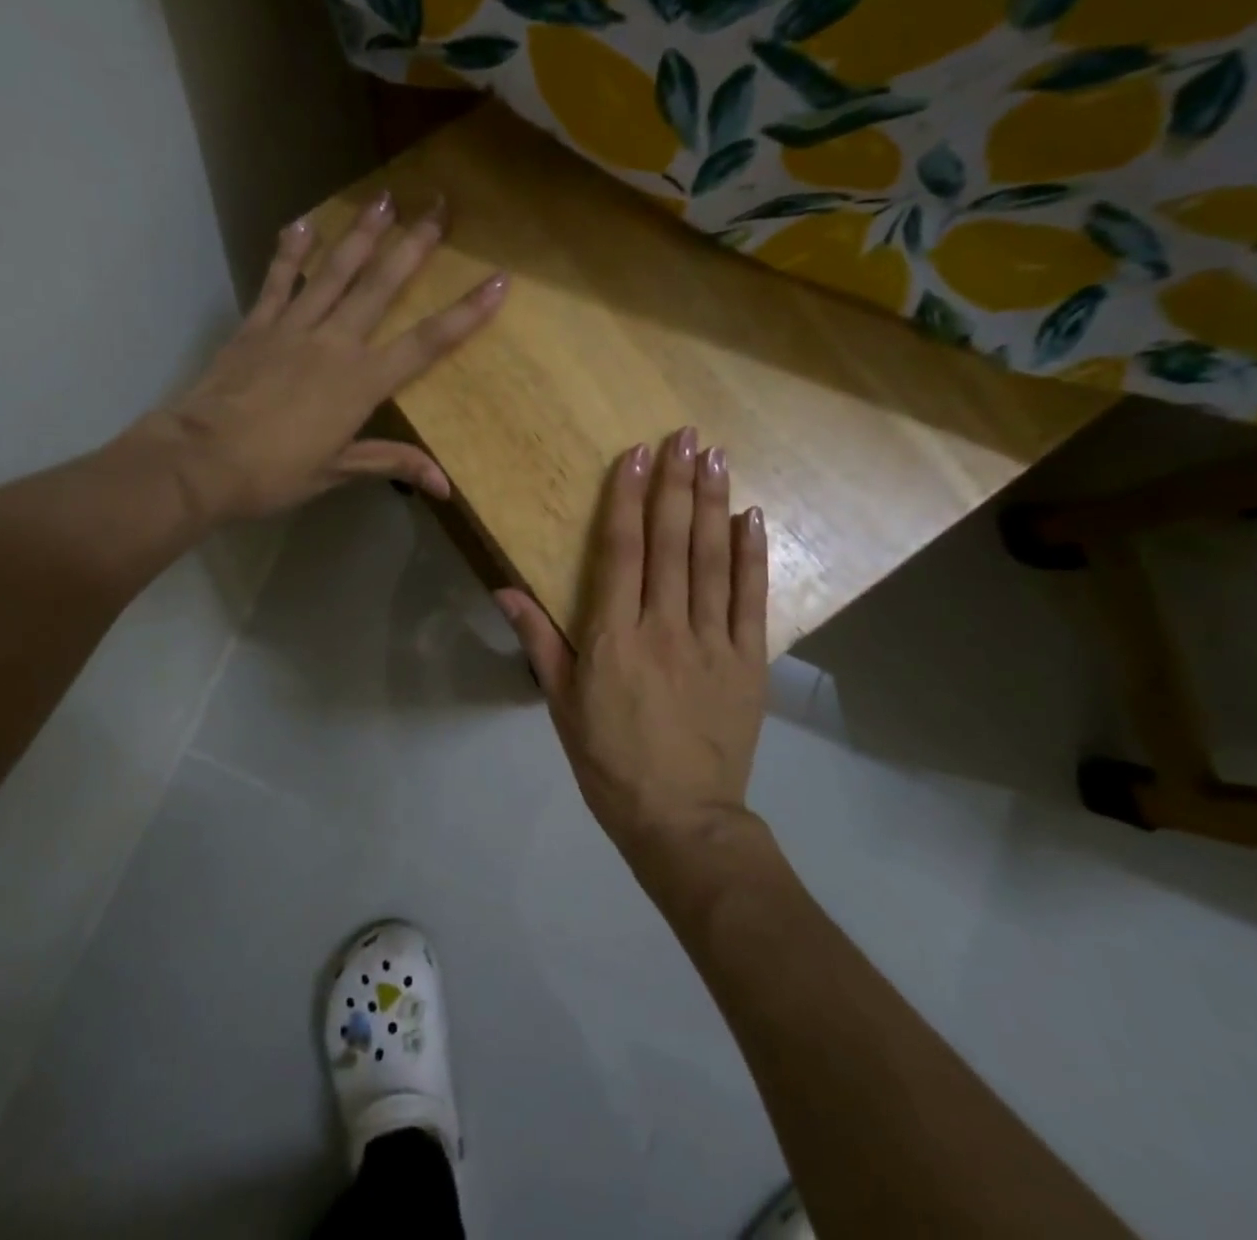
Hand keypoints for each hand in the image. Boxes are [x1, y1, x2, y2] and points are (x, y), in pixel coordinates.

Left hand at [117, 191, 506, 522]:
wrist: (201, 460)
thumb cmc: (274, 473)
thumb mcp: (337, 471)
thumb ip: (391, 463)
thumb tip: (445, 486)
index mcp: (362, 383)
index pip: (426, 344)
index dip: (466, 314)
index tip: (498, 280)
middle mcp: (334, 343)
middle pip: (382, 286)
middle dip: (415, 245)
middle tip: (440, 204)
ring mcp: (293, 327)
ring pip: (335, 271)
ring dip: (362, 233)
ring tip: (385, 198)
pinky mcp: (257, 324)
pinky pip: (278, 280)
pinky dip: (291, 251)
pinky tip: (305, 221)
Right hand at [497, 429, 768, 864]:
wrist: (681, 819)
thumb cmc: (609, 761)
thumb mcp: (562, 704)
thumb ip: (538, 641)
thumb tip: (505, 589)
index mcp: (614, 636)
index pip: (621, 551)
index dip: (627, 498)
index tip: (635, 454)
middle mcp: (664, 626)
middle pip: (671, 542)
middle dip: (676, 484)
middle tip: (685, 436)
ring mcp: (712, 641)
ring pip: (712, 559)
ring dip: (713, 504)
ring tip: (715, 457)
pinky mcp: (748, 660)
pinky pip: (751, 598)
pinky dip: (751, 555)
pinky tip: (751, 517)